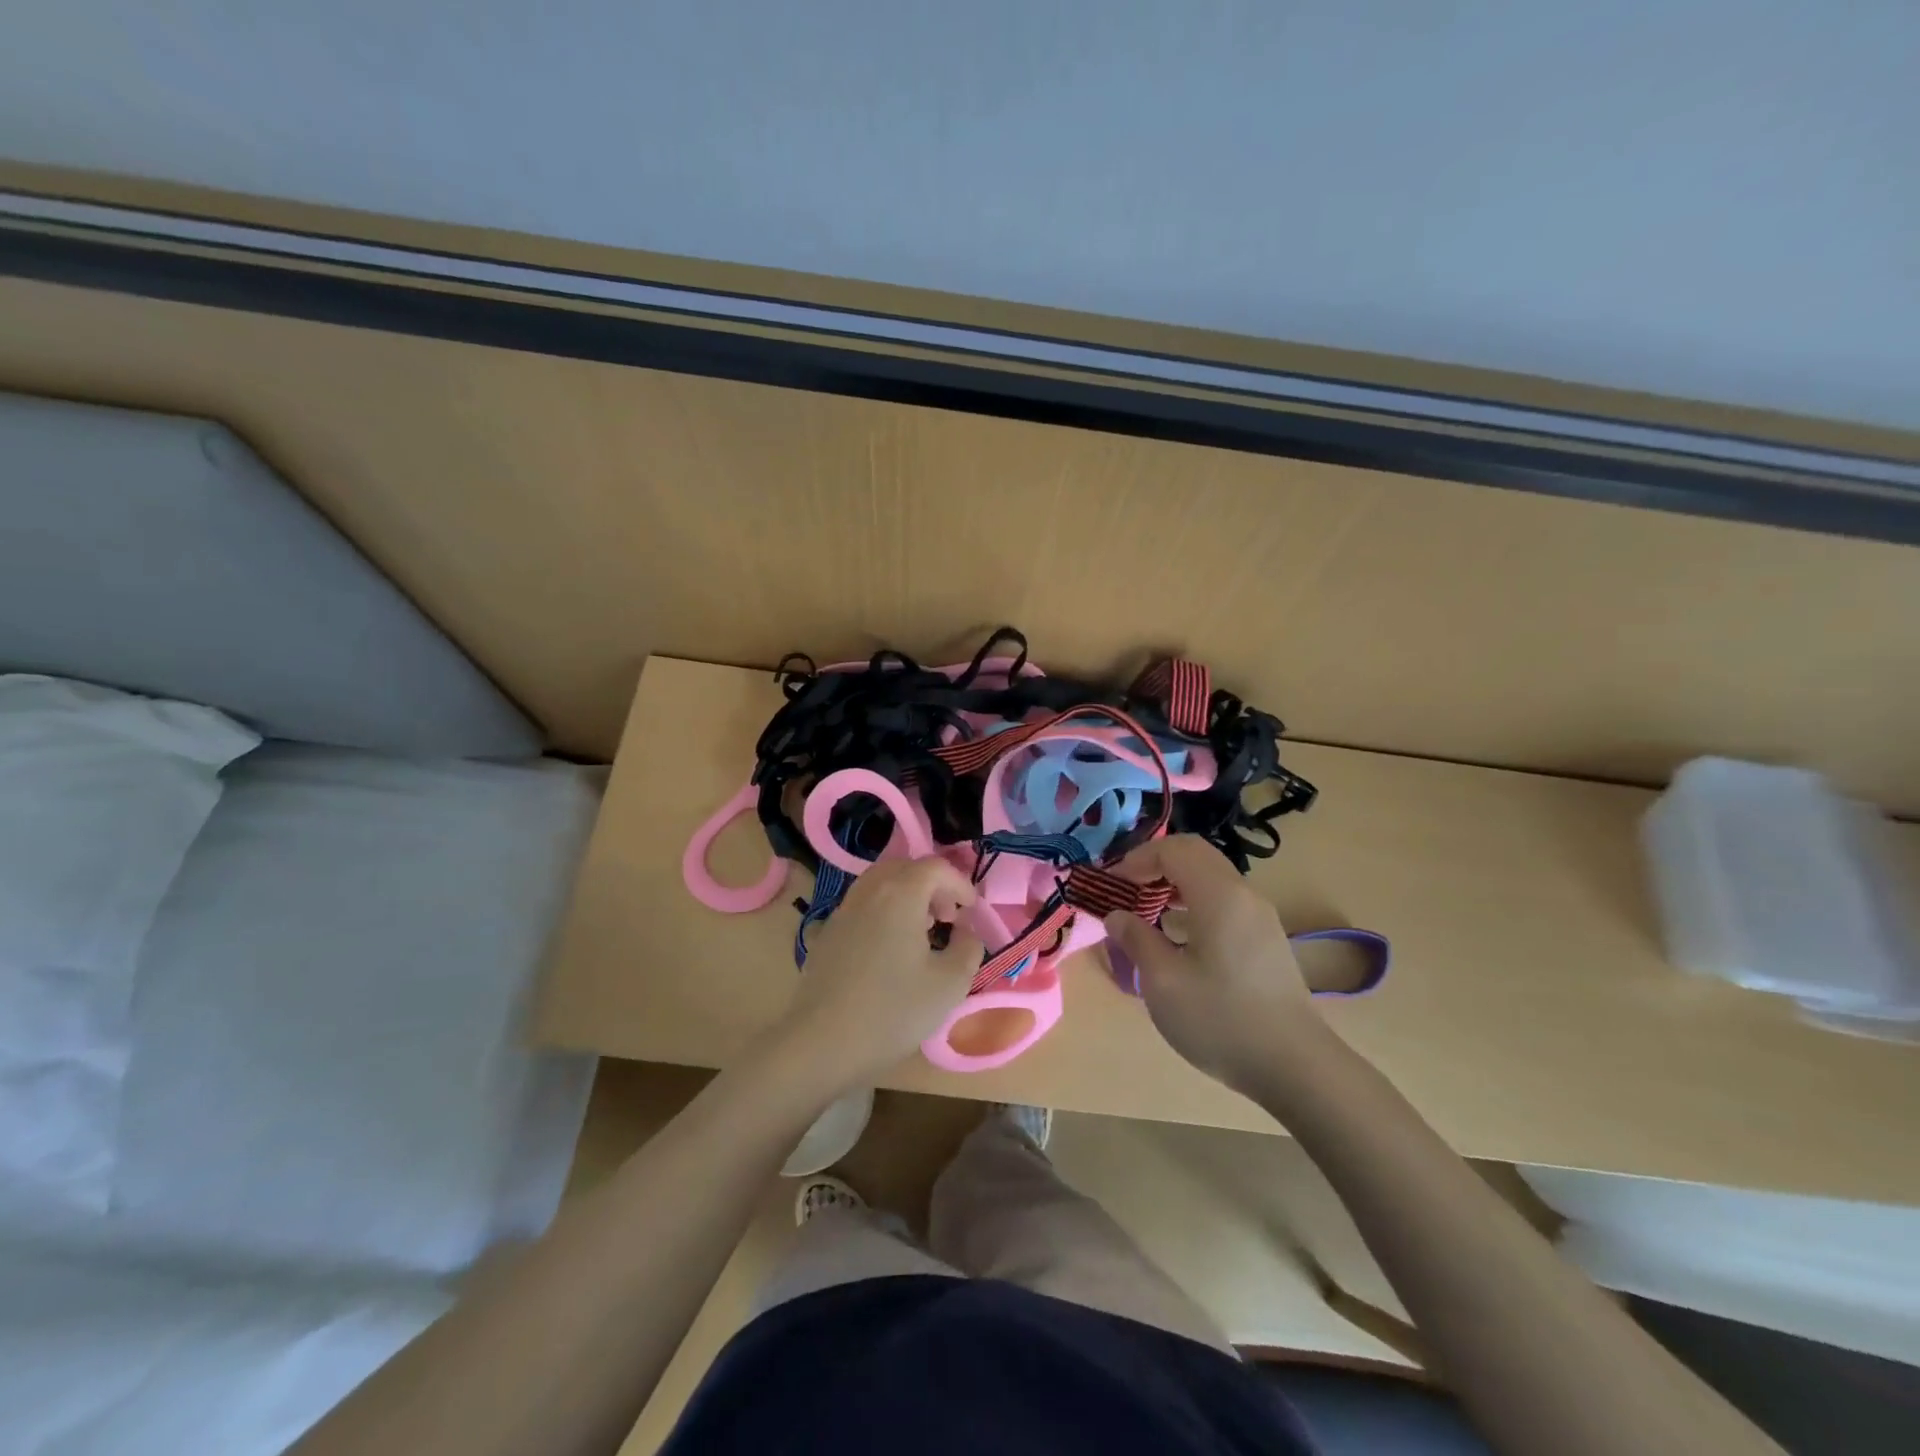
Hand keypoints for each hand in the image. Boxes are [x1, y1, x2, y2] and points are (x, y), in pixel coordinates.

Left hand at [774, 857, 984, 1085]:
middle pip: (905, 868)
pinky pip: (863, 906)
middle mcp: (868, 891)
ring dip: (907, 897)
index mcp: (900, 894)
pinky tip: (890, 951)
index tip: (971, 911)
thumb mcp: (950, 984)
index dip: (959, 883)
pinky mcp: (827, 933)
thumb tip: (966, 931)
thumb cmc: (893, 1011)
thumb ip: (968, 948)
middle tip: (948, 918)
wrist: (821, 1043)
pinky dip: (884, 912)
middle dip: (932, 886)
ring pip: (880, 884)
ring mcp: (842, 911)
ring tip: (921, 933)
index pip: (935, 867)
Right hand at [1103, 835, 1321, 1091]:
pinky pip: (1224, 901)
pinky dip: (1194, 902)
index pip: (1173, 850)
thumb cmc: (1221, 1020)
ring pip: (1211, 877)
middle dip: (1154, 865)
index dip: (1136, 859)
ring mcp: (1260, 917)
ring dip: (1175, 883)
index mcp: (1219, 895)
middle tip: (1126, 891)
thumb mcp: (1163, 982)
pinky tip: (1178, 937)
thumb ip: (1136, 939)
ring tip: (1146, 912)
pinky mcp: (1267, 939)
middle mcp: (1243, 895)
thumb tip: (1116, 916)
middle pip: (1195, 855)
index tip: (1111, 886)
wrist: (1296, 1067)